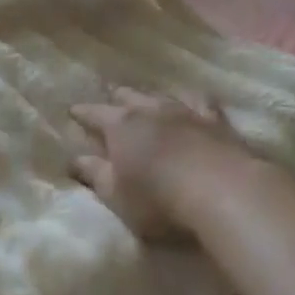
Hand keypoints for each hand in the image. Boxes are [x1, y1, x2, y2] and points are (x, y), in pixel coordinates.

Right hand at [70, 89, 260, 242]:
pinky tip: (192, 103)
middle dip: (117, 99)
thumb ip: (94, 174)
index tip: (72, 111)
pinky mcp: (216, 121)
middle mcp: (149, 109)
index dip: (82, 113)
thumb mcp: (116, 195)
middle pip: (128, 96)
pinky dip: (191, 101)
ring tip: (147, 99)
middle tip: (111, 101)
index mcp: (120, 125)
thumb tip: (74, 159)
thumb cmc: (159, 198)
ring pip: (161, 96)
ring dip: (151, 98)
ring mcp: (185, 111)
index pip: (94, 113)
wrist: (223, 190)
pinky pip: (200, 102)